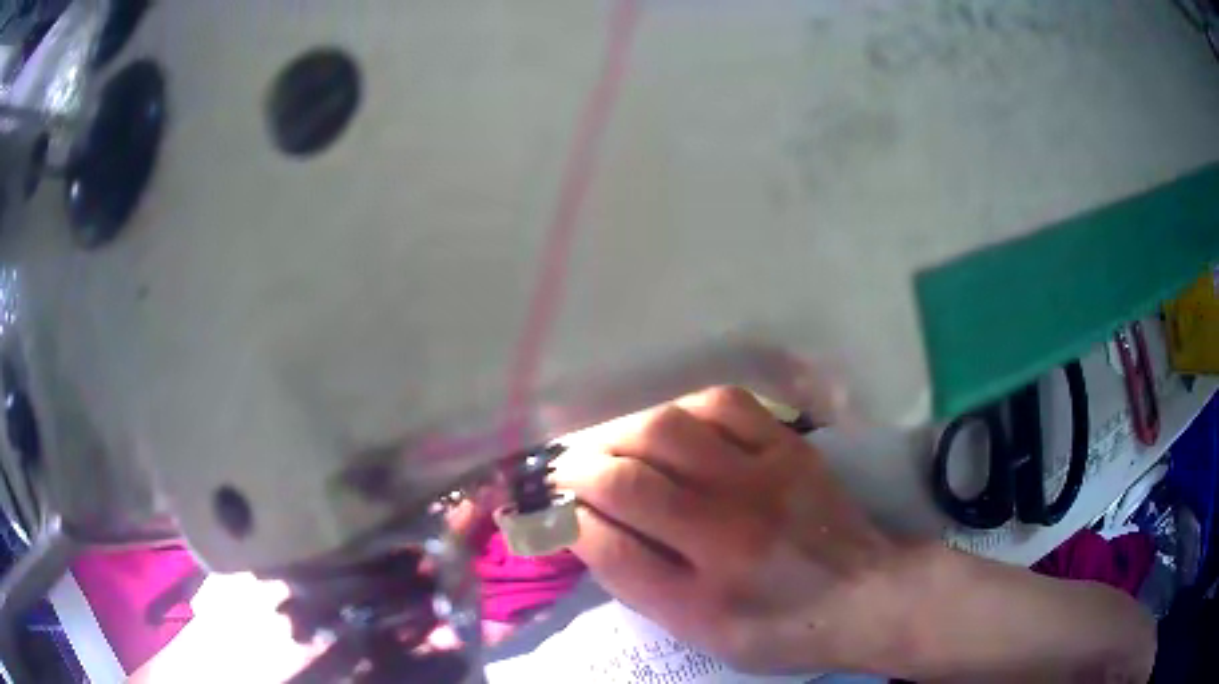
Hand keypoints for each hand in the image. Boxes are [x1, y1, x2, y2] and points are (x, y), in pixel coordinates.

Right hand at [554, 386, 1156, 681]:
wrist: (867, 595)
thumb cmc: (783, 628)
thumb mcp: (703, 630)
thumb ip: (640, 581)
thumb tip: (586, 528)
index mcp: (708, 576)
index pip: (613, 524)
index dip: (569, 508)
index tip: (556, 504)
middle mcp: (732, 517)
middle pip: (634, 465)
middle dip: (586, 461)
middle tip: (571, 467)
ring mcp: (765, 472)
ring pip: (675, 425)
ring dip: (628, 430)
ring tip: (613, 443)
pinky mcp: (790, 446)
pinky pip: (728, 404)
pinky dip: (686, 407)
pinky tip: (674, 423)